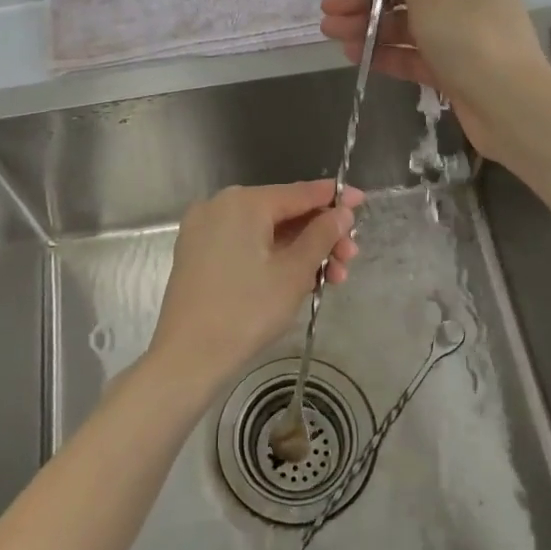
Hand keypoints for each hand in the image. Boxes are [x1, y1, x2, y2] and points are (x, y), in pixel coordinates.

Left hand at [148, 181, 363, 389]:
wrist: (188, 357)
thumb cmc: (246, 311)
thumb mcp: (294, 272)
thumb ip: (322, 236)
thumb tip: (342, 212)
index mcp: (243, 202)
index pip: (299, 192)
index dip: (334, 198)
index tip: (363, 201)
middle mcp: (219, 206)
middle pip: (283, 212)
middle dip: (320, 236)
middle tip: (349, 260)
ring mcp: (205, 230)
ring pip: (265, 232)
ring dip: (301, 252)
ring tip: (331, 280)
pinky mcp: (198, 254)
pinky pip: (245, 245)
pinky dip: (273, 258)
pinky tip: (300, 280)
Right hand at [319, 0, 547, 158]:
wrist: (512, 111)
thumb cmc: (472, 44)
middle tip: (329, 11)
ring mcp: (461, 34)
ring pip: (407, 23)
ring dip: (370, 25)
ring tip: (332, 34)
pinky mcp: (453, 67)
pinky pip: (415, 53)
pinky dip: (387, 52)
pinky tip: (355, 55)